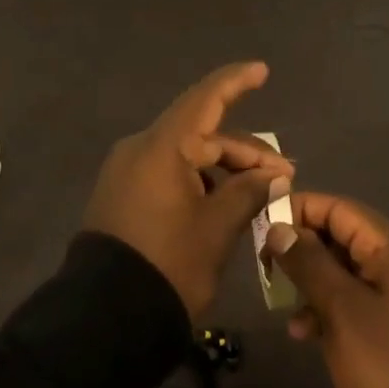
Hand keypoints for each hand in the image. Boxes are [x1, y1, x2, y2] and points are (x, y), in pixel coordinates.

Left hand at [83, 62, 293, 320]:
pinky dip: (198, 181)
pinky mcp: (122, 194)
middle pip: (200, 134)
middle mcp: (140, 148)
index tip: (261, 70)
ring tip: (260, 194)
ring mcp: (127, 171)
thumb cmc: (168, 264)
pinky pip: (167, 173)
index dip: (235, 83)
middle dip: (243, 150)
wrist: (105, 317)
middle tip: (283, 174)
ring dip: (223, 168)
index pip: (205, 99)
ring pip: (185, 155)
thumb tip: (274, 175)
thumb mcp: (216, 229)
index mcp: (162, 146)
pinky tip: (224, 203)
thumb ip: (247, 192)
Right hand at [266, 194, 388, 387]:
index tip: (263, 226)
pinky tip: (303, 332)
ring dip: (309, 281)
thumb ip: (307, 262)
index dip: (299, 210)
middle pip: (338, 236)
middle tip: (266, 266)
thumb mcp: (340, 307)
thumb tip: (278, 227)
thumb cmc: (383, 356)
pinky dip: (325, 307)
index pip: (337, 208)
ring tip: (283, 305)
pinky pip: (350, 299)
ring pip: (340, 269)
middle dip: (300, 248)